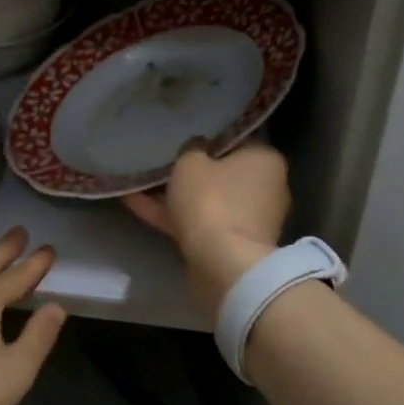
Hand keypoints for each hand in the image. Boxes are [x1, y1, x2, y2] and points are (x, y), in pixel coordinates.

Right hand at [123, 142, 290, 313]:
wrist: (223, 265)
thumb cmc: (212, 201)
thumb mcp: (191, 162)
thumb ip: (192, 148)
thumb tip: (197, 147)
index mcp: (265, 160)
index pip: (237, 141)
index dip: (208, 139)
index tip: (183, 140)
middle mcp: (267, 188)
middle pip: (223, 174)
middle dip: (192, 172)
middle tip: (161, 162)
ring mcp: (251, 221)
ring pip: (208, 201)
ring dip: (177, 195)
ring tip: (139, 182)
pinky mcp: (234, 246)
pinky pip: (200, 223)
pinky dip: (172, 215)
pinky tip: (136, 203)